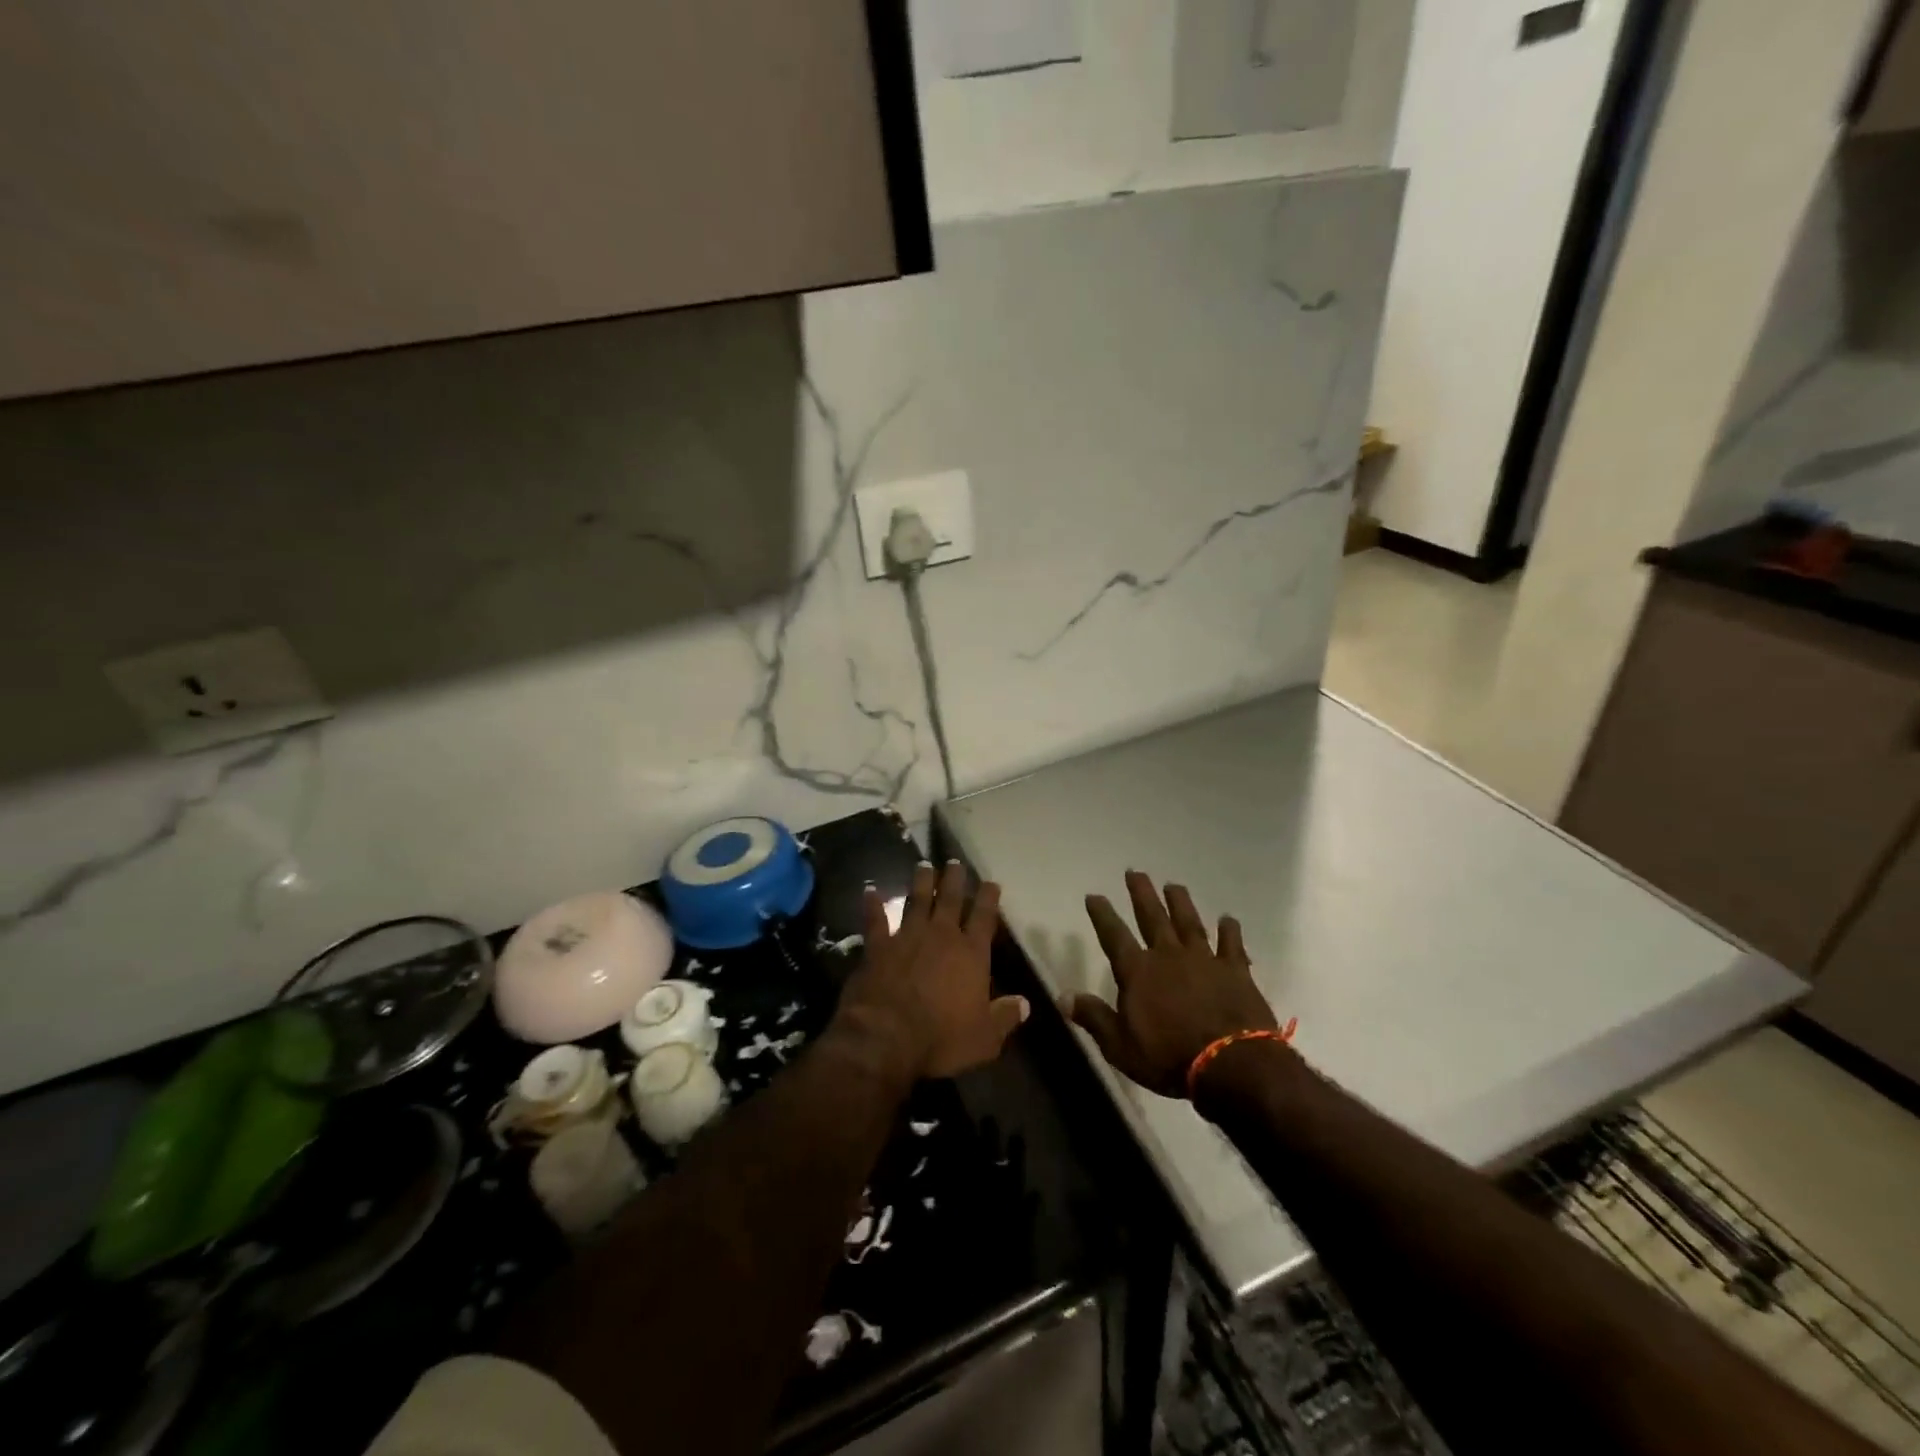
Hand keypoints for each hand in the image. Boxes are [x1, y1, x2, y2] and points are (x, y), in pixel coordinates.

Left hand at [837, 860, 1028, 1081]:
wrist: (886, 1036)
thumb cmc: (941, 1038)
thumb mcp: (985, 1037)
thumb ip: (1005, 1017)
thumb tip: (1025, 1003)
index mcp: (971, 954)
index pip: (984, 918)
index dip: (989, 899)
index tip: (991, 883)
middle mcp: (941, 936)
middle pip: (950, 900)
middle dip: (954, 880)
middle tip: (955, 862)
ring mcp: (907, 937)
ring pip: (916, 901)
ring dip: (921, 883)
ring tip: (924, 865)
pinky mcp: (878, 947)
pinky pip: (875, 920)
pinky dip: (872, 905)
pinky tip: (869, 891)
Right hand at [1063, 871, 1277, 1098]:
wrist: (1231, 1065)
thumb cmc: (1169, 1058)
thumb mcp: (1120, 1046)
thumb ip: (1093, 1017)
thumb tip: (1063, 996)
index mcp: (1138, 972)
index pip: (1114, 935)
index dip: (1102, 914)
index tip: (1094, 895)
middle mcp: (1169, 956)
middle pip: (1152, 917)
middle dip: (1141, 894)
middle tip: (1135, 872)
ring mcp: (1204, 960)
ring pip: (1189, 922)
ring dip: (1180, 903)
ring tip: (1173, 885)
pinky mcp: (1236, 971)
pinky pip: (1231, 945)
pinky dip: (1229, 931)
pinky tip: (1228, 919)